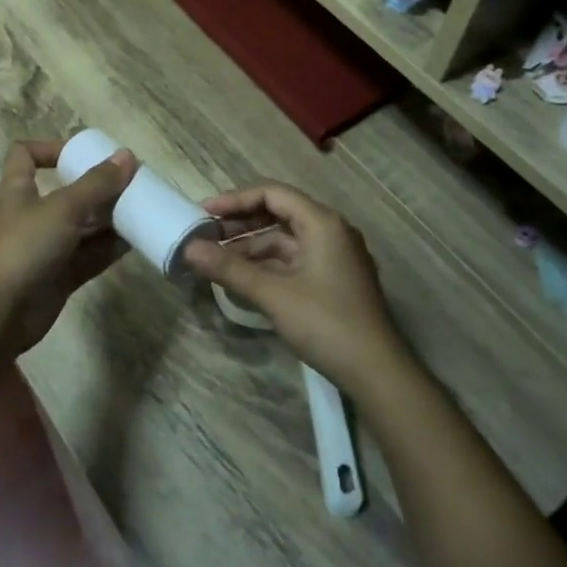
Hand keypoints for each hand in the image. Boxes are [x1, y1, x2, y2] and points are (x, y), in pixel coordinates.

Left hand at [0, 140, 136, 354]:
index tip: (82, 153)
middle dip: (98, 188)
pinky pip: (89, 257)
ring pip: (82, 227)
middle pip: (67, 193)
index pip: (25, 155)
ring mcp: (46, 249)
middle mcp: (32, 216)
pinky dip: (109, 248)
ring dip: (109, 219)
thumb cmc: (23, 246)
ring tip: (142, 210)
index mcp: (19, 190)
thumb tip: (127, 155)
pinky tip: (136, 241)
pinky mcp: (59, 277)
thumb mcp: (62, 208)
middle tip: (132, 184)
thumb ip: (96, 184)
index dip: (50, 148)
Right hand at [182, 183, 412, 396]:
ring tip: (217, 259)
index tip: (203, 212)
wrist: (378, 372)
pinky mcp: (333, 279)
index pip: (272, 194)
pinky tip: (243, 279)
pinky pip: (294, 260)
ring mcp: (334, 256)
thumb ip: (230, 268)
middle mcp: (331, 231)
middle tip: (205, 235)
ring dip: (251, 246)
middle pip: (279, 213)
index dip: (235, 200)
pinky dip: (267, 264)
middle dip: (241, 223)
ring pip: (285, 239)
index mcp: (322, 222)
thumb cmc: (327, 324)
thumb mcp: (274, 295)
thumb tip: (188, 249)